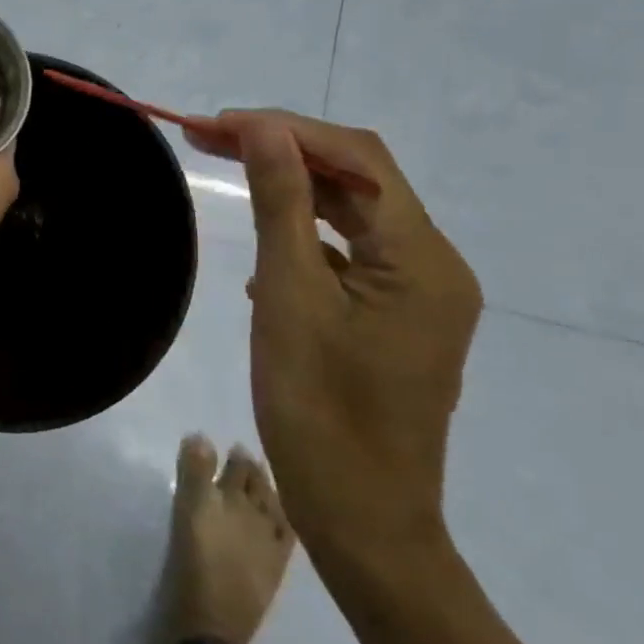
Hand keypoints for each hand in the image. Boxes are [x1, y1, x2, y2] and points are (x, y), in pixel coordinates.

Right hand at [185, 111, 482, 572]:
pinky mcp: (397, 317)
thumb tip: (263, 128)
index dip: (285, 128)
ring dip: (293, 187)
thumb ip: (281, 202)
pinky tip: (265, 252)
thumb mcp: (288, 295)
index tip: (216, 124)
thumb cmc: (318, 408)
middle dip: (285, 149)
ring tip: (229, 169)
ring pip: (354, 213)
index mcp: (420, 257)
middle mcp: (434, 264)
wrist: (361, 519)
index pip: (356, 158)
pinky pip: (352, 254)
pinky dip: (307, 235)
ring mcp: (419, 293)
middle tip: (209, 138)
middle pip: (358, 179)